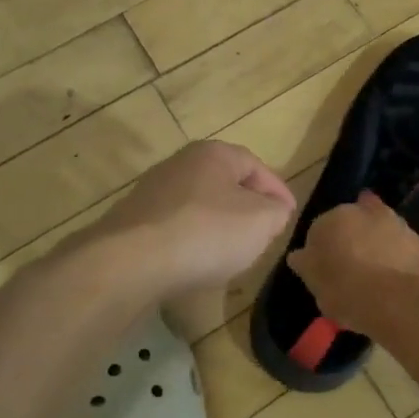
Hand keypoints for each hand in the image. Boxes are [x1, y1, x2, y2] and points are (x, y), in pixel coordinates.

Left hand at [91, 141, 296, 298]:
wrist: (129, 263)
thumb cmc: (206, 232)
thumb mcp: (261, 221)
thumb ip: (277, 212)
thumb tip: (273, 212)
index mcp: (213, 154)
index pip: (256, 166)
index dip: (278, 191)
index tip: (289, 216)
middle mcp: (180, 164)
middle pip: (225, 184)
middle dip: (248, 207)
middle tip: (264, 232)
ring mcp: (152, 193)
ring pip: (200, 206)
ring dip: (219, 226)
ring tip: (233, 252)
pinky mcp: (134, 223)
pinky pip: (176, 228)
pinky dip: (193, 241)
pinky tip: (197, 263)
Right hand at [286, 192, 418, 334]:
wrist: (402, 302)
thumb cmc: (348, 292)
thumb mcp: (316, 285)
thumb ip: (307, 265)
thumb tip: (299, 255)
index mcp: (336, 218)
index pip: (322, 228)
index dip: (324, 249)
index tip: (326, 269)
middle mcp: (369, 212)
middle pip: (357, 223)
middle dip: (355, 239)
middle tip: (353, 269)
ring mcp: (401, 225)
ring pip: (386, 233)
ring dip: (381, 247)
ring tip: (380, 277)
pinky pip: (409, 251)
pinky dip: (405, 261)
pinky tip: (402, 282)